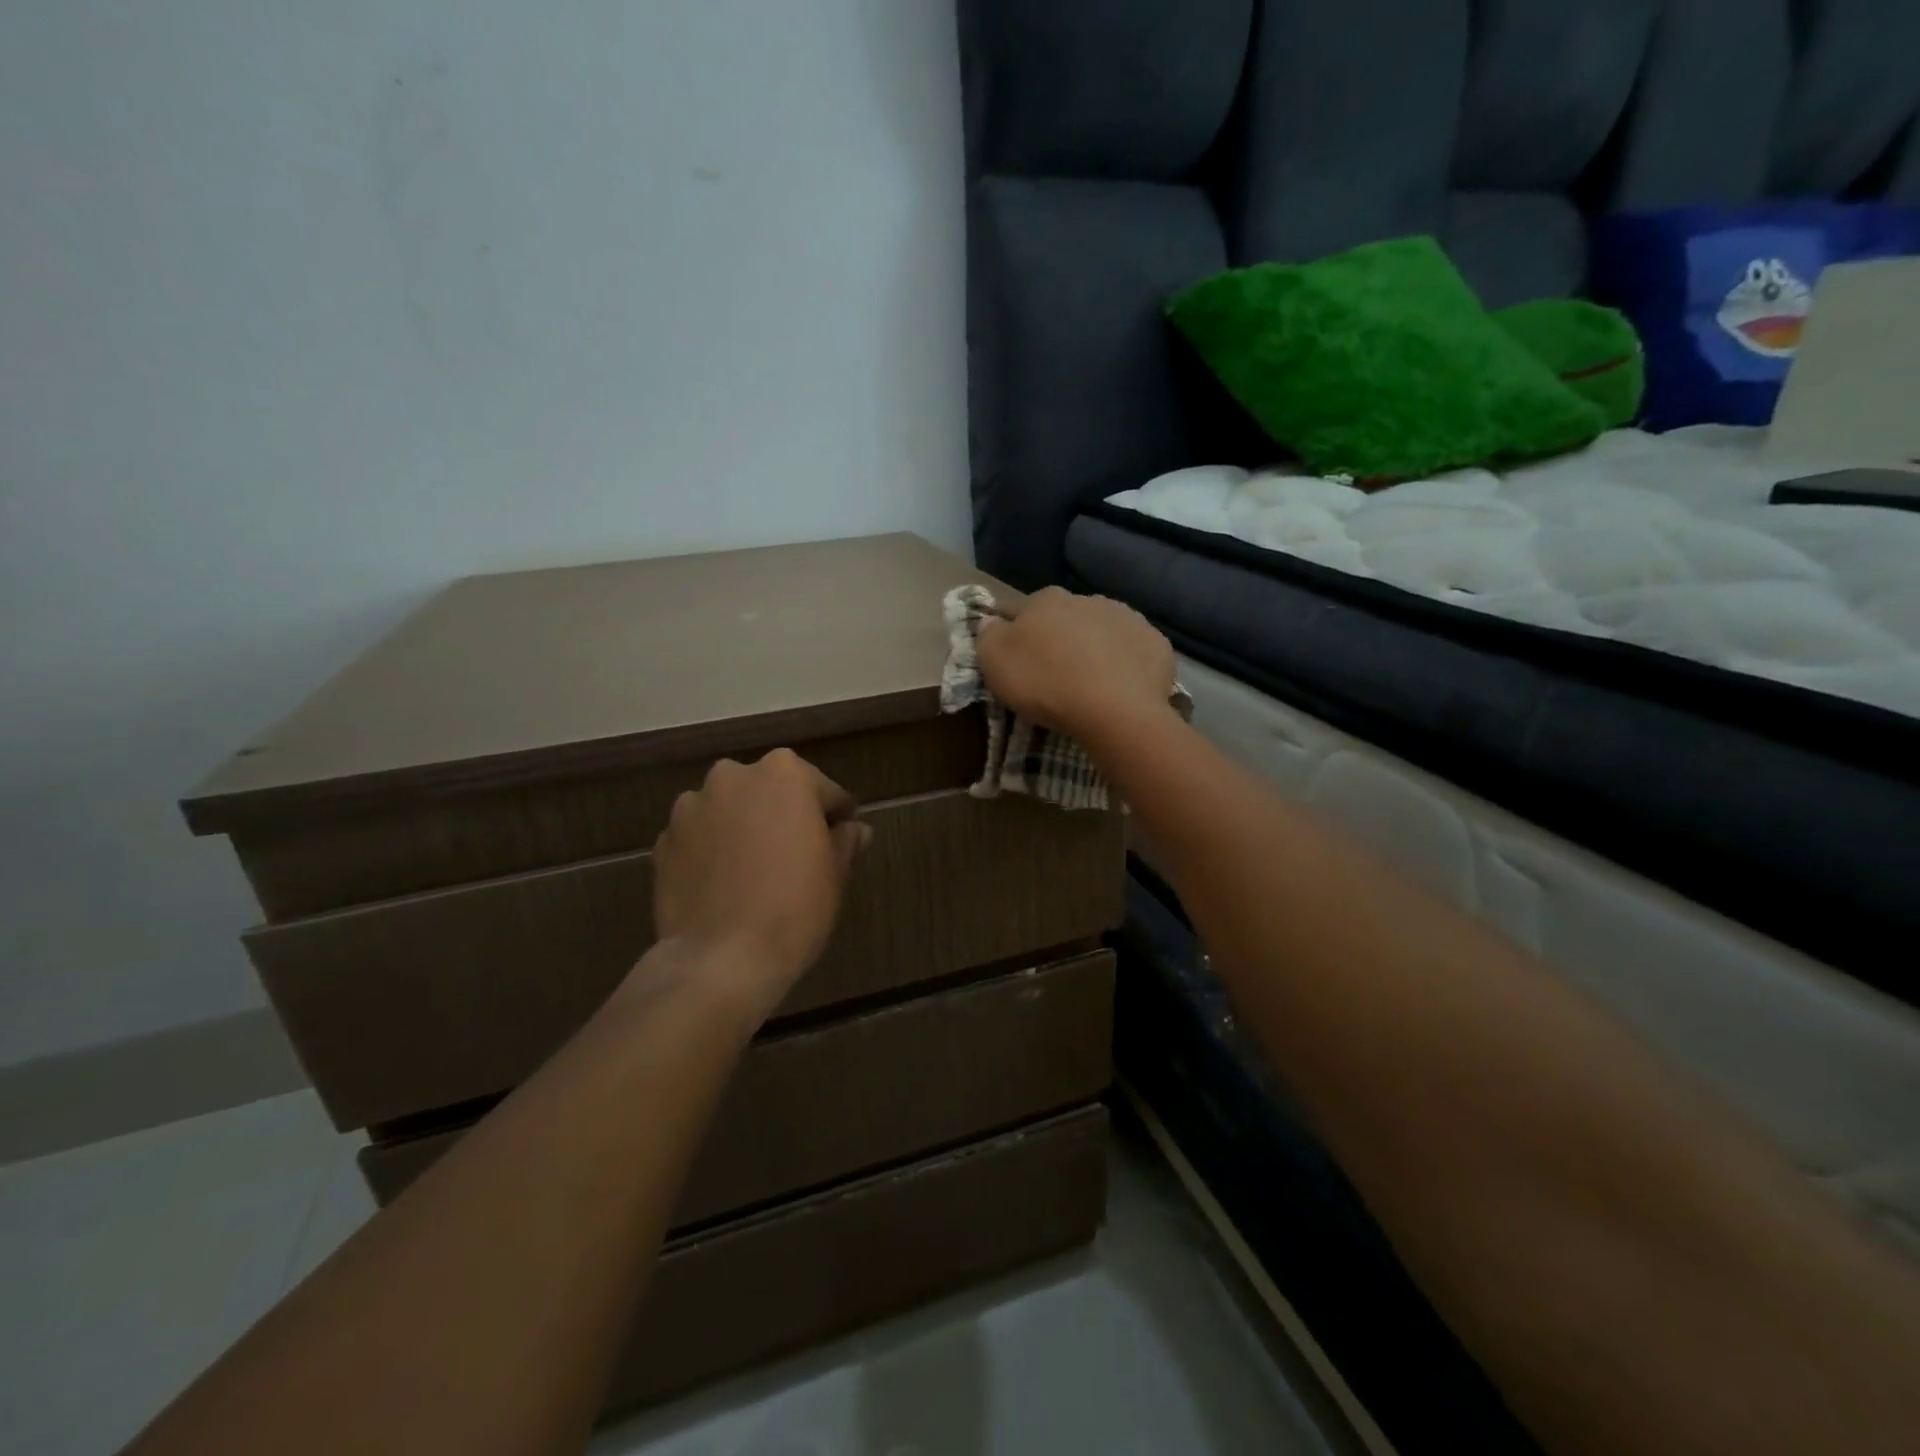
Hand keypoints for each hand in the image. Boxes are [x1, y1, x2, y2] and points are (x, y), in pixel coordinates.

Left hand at [649, 750, 869, 1019]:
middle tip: (795, 856)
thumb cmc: (794, 908)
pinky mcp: (664, 841)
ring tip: (753, 872)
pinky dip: (713, 850)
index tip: (840, 842)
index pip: (823, 790)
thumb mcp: (835, 874)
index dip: (835, 818)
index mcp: (784, 773)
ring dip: (744, 828)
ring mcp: (692, 807)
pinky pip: (700, 837)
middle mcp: (733, 777)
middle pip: (771, 791)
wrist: (720, 960)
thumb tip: (854, 829)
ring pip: (731, 811)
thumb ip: (845, 840)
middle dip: (784, 815)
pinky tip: (724, 885)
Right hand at [976, 587, 1175, 739]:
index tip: (1012, 655)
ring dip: (1094, 647)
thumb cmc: (1045, 683)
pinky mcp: (1156, 643)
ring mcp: (1127, 618)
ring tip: (1090, 683)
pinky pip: (1133, 651)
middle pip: (1065, 618)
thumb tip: (990, 620)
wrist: (1115, 710)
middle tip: (1053, 674)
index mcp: (1046, 600)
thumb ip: (987, 636)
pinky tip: (1121, 688)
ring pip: (1102, 630)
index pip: (1019, 609)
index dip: (1013, 631)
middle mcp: (1087, 599)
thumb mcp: (994, 662)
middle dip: (1058, 638)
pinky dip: (1126, 664)